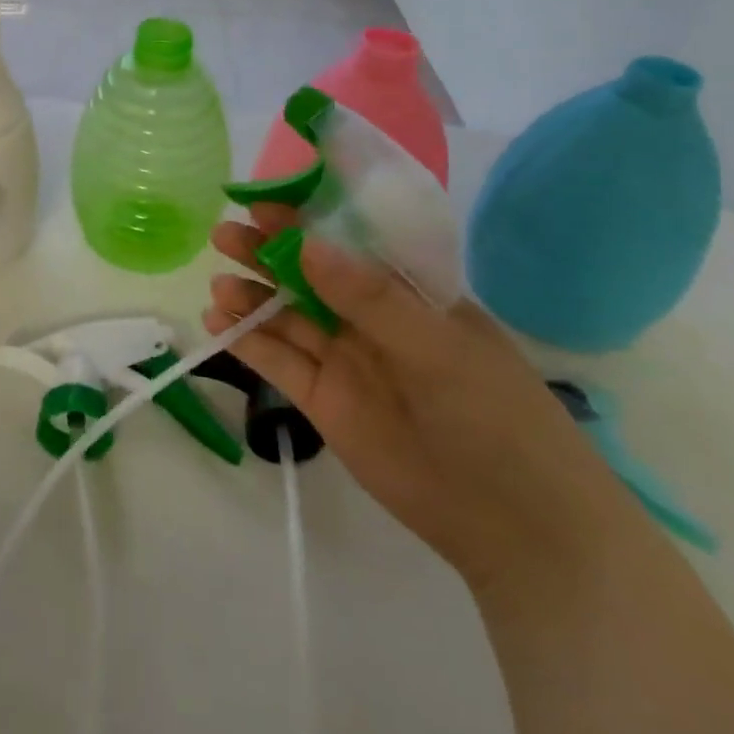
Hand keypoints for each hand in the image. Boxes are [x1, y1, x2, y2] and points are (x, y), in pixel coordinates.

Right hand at [207, 209, 646, 598]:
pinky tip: (216, 322)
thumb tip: (307, 243)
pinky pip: (278, 361)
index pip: (349, 243)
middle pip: (307, 275)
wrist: (517, 528)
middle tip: (224, 237)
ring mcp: (344, 360)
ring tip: (218, 286)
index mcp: (408, 293)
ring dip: (250, 296)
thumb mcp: (439, 347)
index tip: (260, 204)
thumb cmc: (495, 417)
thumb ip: (370, 297)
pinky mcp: (323, 400)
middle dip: (265, 253)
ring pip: (286, 316)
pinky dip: (246, 341)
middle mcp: (370, 319)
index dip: (305, 220)